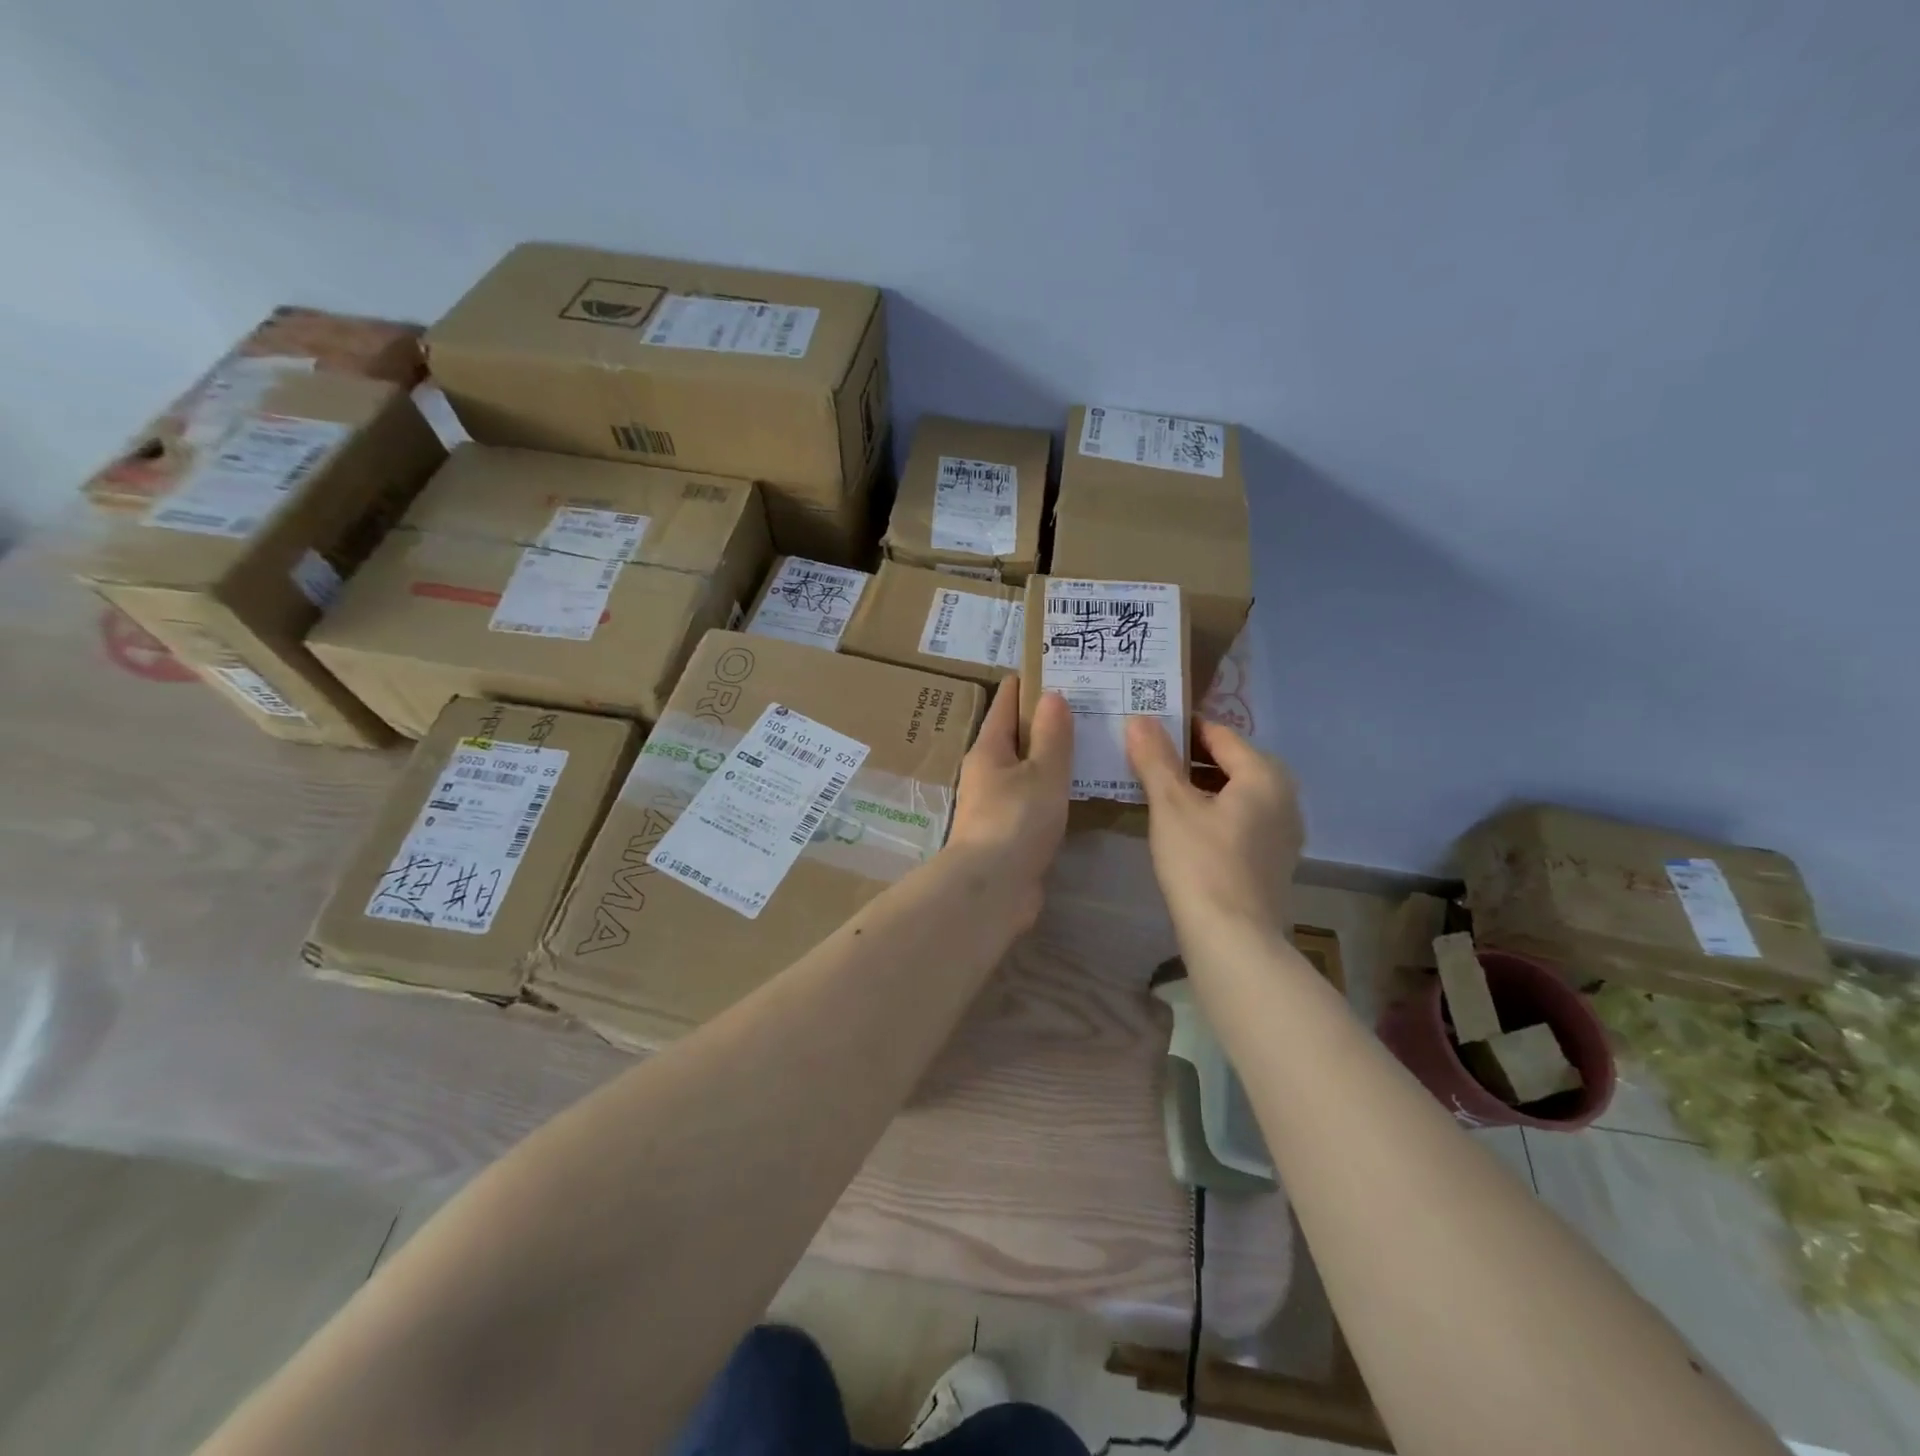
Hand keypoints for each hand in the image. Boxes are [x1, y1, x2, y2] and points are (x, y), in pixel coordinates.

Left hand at [945, 678, 1072, 930]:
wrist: (992, 888)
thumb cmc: (1016, 820)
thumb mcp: (1042, 772)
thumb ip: (1052, 735)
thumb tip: (1052, 695)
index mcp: (988, 748)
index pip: (1005, 702)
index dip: (1027, 682)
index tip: (1055, 666)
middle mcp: (987, 772)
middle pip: (1015, 735)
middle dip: (1045, 719)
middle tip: (1085, 703)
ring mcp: (996, 803)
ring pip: (1026, 769)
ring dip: (1050, 756)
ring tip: (1088, 741)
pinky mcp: (1009, 832)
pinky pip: (1034, 798)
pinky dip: (1053, 788)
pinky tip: (1077, 788)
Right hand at [1126, 715, 1304, 942]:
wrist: (1233, 939)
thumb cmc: (1201, 862)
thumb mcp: (1170, 805)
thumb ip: (1155, 758)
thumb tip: (1138, 718)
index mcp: (1265, 775)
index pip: (1220, 734)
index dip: (1182, 728)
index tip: (1147, 729)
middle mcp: (1284, 796)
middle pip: (1232, 762)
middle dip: (1190, 758)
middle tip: (1148, 759)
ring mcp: (1284, 831)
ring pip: (1237, 792)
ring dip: (1201, 786)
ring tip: (1160, 791)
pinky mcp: (1274, 859)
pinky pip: (1242, 819)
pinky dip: (1215, 812)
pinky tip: (1185, 827)